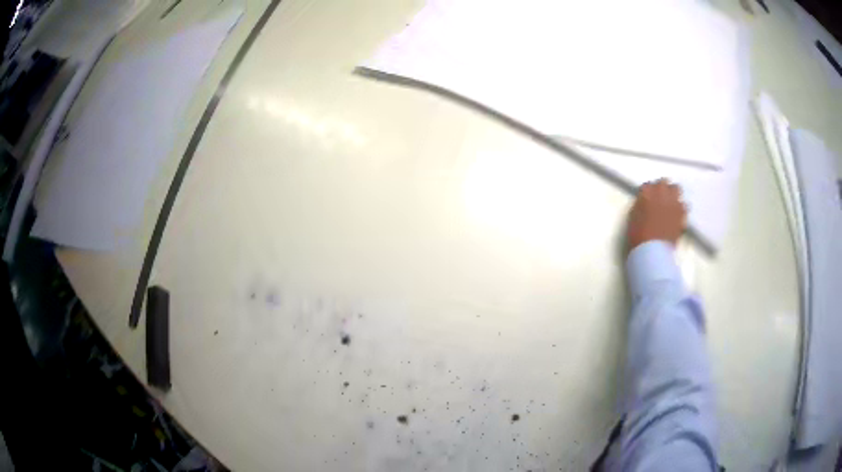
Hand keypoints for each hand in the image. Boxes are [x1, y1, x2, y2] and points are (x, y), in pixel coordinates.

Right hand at [627, 179, 686, 251]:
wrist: (653, 251)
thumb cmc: (638, 235)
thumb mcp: (633, 217)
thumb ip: (640, 204)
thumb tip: (645, 200)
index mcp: (646, 193)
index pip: (648, 185)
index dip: (647, 191)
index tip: (647, 198)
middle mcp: (661, 193)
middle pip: (664, 182)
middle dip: (662, 188)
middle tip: (659, 198)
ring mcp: (673, 202)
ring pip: (676, 189)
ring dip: (673, 194)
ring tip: (670, 203)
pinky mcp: (682, 214)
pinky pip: (684, 205)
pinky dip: (680, 208)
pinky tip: (676, 215)